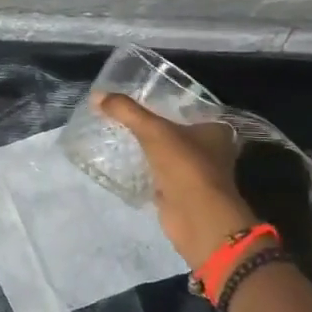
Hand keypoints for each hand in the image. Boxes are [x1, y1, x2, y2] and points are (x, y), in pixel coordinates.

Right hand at [96, 93, 258, 270]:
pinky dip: (148, 172)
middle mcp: (212, 151)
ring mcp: (198, 175)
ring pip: (170, 156)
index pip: (190, 110)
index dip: (168, 104)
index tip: (143, 99)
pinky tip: (127, 164)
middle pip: (179, 133)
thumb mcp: (153, 130)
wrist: (196, 217)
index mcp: (215, 131)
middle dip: (157, 129)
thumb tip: (96, 95)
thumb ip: (126, 111)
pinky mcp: (183, 194)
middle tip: (126, 118)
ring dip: (152, 152)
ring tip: (122, 137)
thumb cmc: (184, 166)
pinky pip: (161, 177)